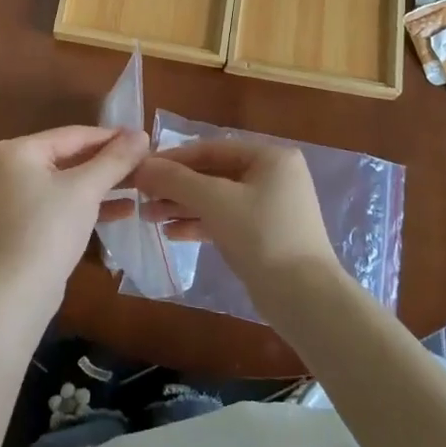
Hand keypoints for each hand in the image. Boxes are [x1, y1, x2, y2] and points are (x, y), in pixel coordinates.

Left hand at [0, 126, 148, 305]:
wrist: (18, 292)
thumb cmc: (50, 229)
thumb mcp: (87, 189)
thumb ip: (115, 159)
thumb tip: (142, 133)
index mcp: (16, 150)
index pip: (72, 135)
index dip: (111, 136)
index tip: (143, 138)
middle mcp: (7, 167)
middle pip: (68, 157)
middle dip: (107, 163)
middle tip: (143, 162)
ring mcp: (11, 196)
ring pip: (65, 181)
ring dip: (101, 184)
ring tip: (139, 184)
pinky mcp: (21, 222)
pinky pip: (58, 201)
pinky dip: (86, 204)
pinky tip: (123, 209)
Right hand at [132, 139, 344, 309]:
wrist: (304, 297)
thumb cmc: (261, 235)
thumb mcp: (215, 201)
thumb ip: (176, 180)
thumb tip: (141, 167)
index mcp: (270, 156)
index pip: (211, 148)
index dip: (173, 158)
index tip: (141, 169)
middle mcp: (273, 175)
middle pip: (213, 174)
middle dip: (176, 186)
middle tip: (141, 197)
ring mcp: (271, 206)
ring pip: (217, 199)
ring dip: (183, 206)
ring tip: (149, 217)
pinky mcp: (265, 234)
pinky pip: (226, 220)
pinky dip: (200, 224)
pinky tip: (171, 234)